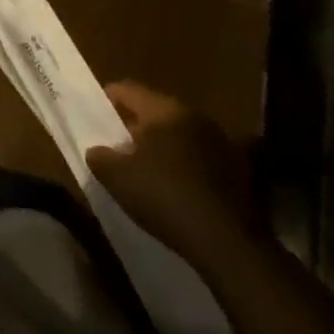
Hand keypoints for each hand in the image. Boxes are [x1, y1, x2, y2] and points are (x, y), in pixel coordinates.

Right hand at [86, 80, 257, 267]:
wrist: (228, 244)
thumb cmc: (164, 198)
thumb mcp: (116, 178)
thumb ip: (99, 156)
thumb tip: (97, 150)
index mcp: (165, 110)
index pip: (128, 89)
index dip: (107, 98)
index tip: (94, 114)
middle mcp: (195, 117)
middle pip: (156, 110)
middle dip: (135, 124)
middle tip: (117, 144)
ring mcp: (221, 143)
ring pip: (181, 133)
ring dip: (162, 144)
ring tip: (146, 168)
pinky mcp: (239, 170)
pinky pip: (200, 156)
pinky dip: (184, 163)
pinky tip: (175, 186)